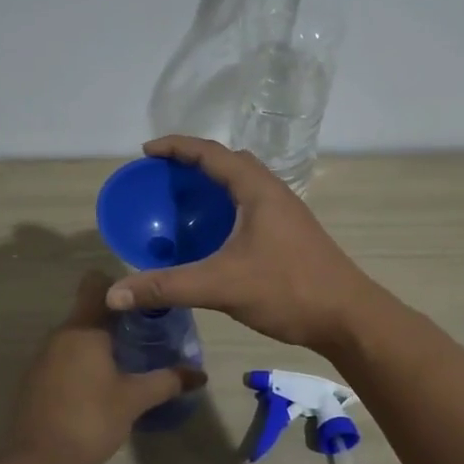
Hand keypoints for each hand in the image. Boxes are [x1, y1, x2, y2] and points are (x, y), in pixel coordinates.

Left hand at [8, 271, 205, 463]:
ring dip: (98, 342)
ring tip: (126, 359)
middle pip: (88, 311)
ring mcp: (43, 358)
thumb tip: (199, 374)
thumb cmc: (91, 419)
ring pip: (75, 336)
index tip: (143, 299)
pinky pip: (63, 357)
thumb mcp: (134, 399)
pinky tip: (99, 384)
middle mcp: (59, 335)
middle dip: (115, 318)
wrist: (40, 462)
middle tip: (145, 332)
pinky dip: (81, 362)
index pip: (96, 284)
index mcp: (83, 328)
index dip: (119, 285)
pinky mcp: (35, 380)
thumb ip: (167, 381)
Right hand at [106, 136, 383, 350]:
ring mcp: (286, 212)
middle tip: (164, 174)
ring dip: (214, 183)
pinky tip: (214, 233)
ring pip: (244, 184)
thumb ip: (167, 285)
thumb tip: (115, 294)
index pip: (212, 153)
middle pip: (230, 162)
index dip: (177, 147)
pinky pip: (251, 204)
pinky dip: (227, 206)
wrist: (349, 317)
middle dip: (195, 161)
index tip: (147, 151)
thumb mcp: (221, 286)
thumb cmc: (288, 289)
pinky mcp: (291, 233)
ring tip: (184, 199)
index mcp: (258, 190)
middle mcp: (274, 192)